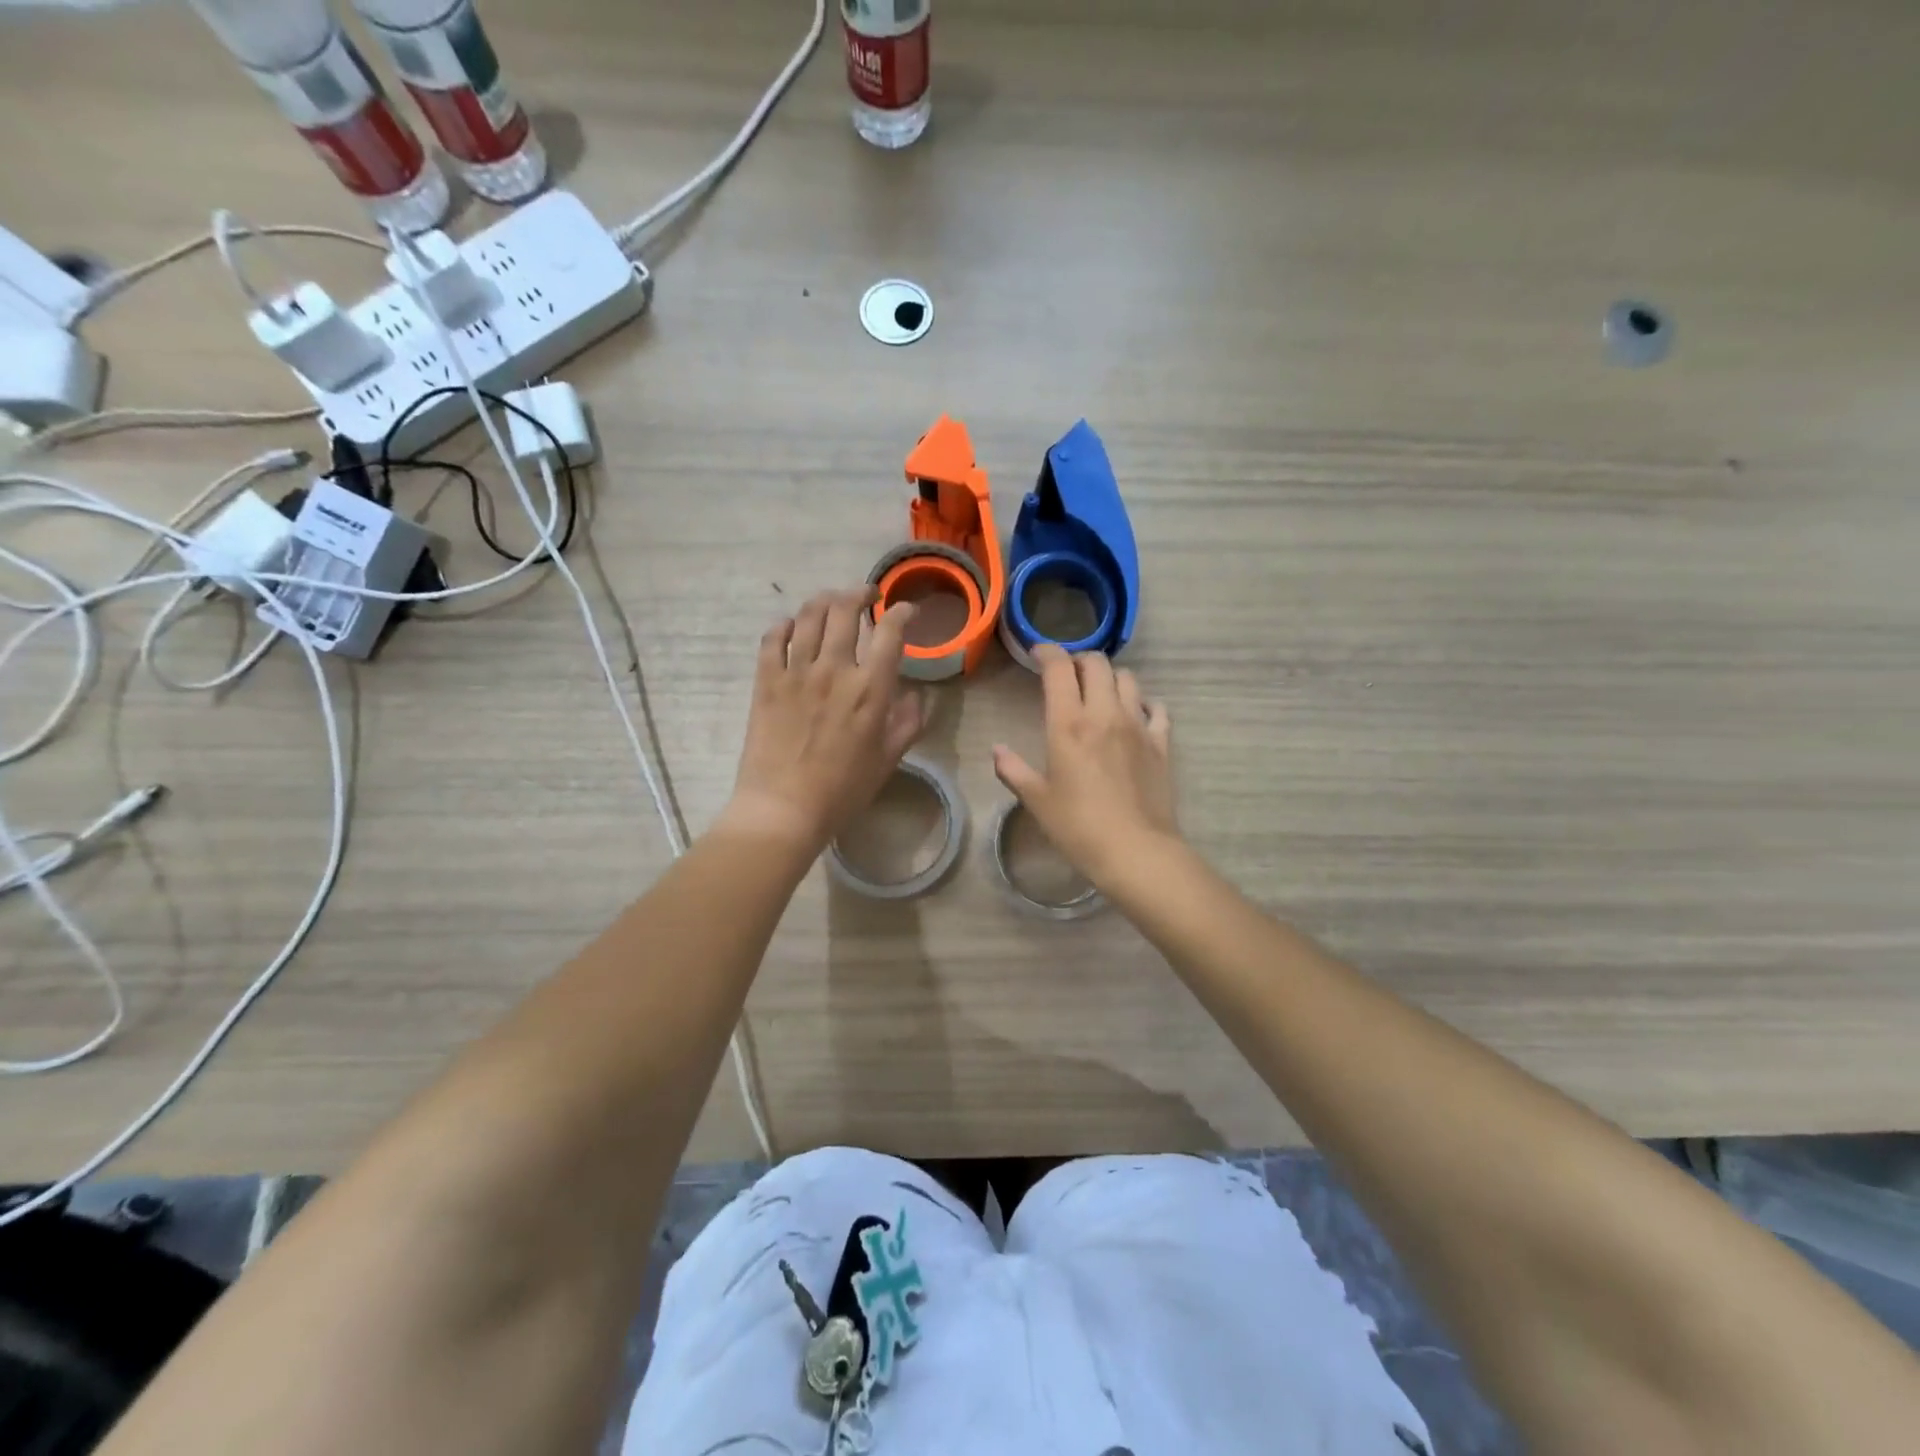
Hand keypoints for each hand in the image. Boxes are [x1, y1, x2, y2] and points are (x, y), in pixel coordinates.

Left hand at [720, 588, 924, 855]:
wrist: (784, 808)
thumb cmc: (843, 790)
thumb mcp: (888, 760)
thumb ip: (907, 723)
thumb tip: (915, 695)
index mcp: (870, 689)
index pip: (890, 632)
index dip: (901, 612)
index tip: (905, 611)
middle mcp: (834, 669)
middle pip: (846, 609)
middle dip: (860, 593)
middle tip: (866, 597)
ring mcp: (796, 672)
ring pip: (810, 615)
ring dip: (825, 600)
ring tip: (833, 601)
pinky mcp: (766, 681)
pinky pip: (773, 637)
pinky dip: (784, 624)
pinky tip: (792, 626)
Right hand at [992, 646, 1177, 889]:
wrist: (1135, 850)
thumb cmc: (1078, 827)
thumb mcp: (1037, 800)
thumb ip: (1013, 769)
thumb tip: (996, 750)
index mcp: (1069, 724)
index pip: (1059, 668)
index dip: (1048, 652)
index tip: (1038, 653)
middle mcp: (1105, 714)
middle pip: (1097, 663)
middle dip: (1080, 659)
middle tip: (1068, 673)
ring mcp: (1138, 725)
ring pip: (1128, 678)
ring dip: (1110, 677)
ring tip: (1100, 692)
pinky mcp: (1161, 742)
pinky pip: (1156, 708)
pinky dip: (1143, 702)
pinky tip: (1136, 714)